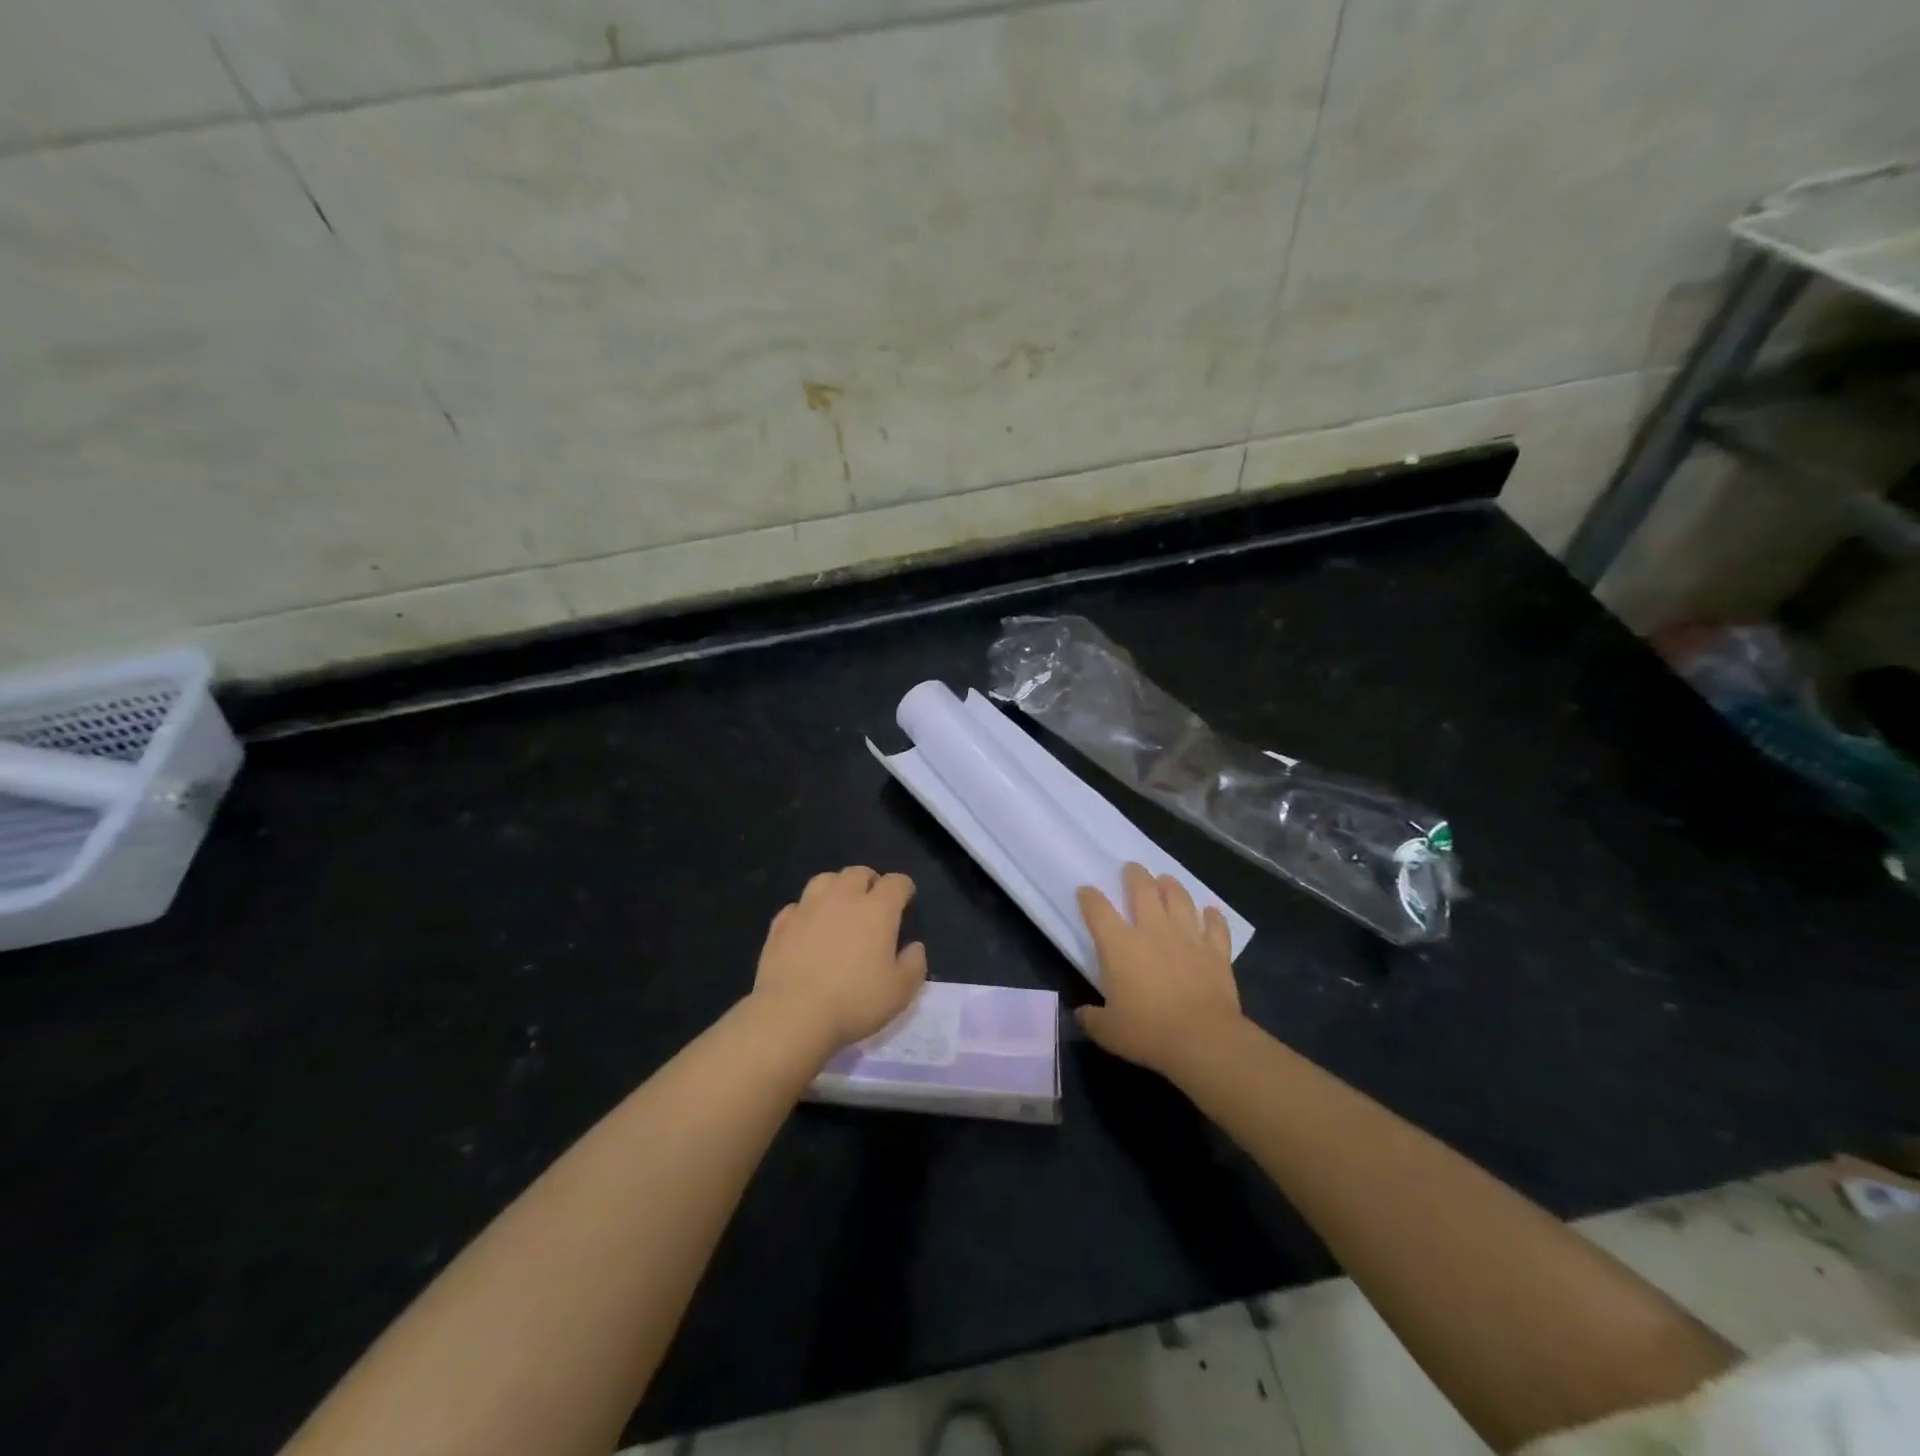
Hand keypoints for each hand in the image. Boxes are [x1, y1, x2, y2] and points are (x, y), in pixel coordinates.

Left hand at [751, 866, 927, 1055]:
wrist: (792, 1014)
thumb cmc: (854, 1001)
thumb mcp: (900, 991)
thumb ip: (914, 964)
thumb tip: (914, 947)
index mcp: (877, 909)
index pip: (896, 882)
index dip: (903, 888)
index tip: (906, 900)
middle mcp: (842, 898)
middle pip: (858, 873)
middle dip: (869, 881)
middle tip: (872, 901)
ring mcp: (807, 908)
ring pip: (824, 880)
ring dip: (836, 887)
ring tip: (839, 905)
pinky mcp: (780, 925)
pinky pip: (796, 906)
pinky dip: (806, 911)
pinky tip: (807, 926)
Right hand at [1076, 862, 1244, 1081]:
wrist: (1203, 1040)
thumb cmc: (1149, 1033)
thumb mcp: (1108, 1032)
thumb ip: (1091, 1019)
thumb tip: (1081, 1013)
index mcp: (1119, 946)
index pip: (1098, 910)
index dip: (1089, 897)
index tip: (1085, 891)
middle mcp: (1152, 930)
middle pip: (1143, 889)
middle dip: (1134, 874)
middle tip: (1131, 868)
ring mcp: (1187, 937)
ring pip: (1179, 898)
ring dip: (1171, 886)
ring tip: (1166, 880)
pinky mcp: (1216, 951)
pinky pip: (1215, 925)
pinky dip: (1213, 916)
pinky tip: (1211, 912)